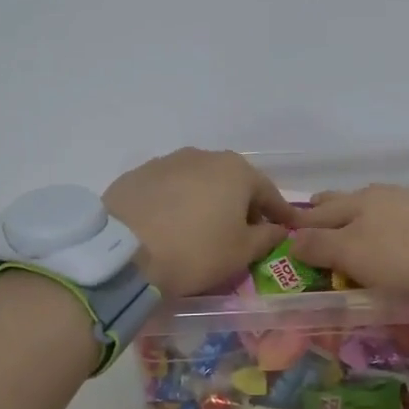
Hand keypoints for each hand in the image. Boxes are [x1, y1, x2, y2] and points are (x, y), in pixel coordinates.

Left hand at [105, 149, 296, 299]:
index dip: (280, 213)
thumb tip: (278, 229)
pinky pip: (169, 189)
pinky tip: (171, 225)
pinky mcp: (137, 175)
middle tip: (243, 232)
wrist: (122, 252)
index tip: (286, 228)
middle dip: (242, 205)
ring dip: (207, 201)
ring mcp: (167, 162)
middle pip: (233, 182)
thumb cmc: (195, 251)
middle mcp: (204, 156)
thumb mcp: (241, 252)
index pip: (268, 192)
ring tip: (203, 229)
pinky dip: (177, 203)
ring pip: (199, 182)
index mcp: (236, 170)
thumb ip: (266, 237)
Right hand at [287, 185, 408, 295]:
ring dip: (356, 212)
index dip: (302, 221)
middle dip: (326, 208)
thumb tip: (291, 238)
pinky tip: (392, 227)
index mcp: (355, 203)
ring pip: (372, 203)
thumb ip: (321, 245)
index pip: (318, 212)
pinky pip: (398, 212)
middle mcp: (380, 196)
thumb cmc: (403, 254)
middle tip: (312, 214)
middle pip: (345, 200)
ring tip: (350, 221)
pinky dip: (384, 219)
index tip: (288, 228)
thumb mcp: (354, 253)